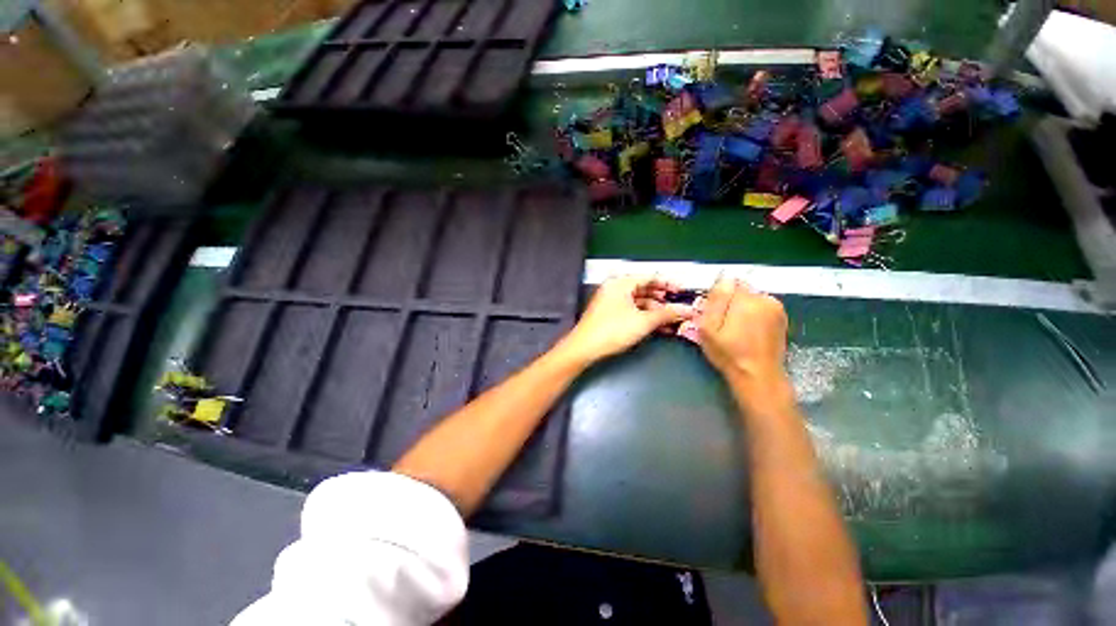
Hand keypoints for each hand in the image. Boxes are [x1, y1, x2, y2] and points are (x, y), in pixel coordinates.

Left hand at [559, 275, 694, 364]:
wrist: (584, 348)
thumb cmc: (612, 331)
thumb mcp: (643, 322)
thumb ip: (667, 314)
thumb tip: (687, 310)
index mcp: (621, 282)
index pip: (650, 277)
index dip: (668, 283)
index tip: (683, 291)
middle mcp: (615, 288)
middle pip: (644, 288)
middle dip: (663, 299)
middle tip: (680, 307)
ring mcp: (611, 301)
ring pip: (638, 301)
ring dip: (655, 310)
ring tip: (672, 320)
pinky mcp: (609, 313)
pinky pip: (631, 310)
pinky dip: (644, 316)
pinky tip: (658, 326)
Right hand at [698, 277, 790, 394]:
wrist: (758, 376)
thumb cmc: (728, 354)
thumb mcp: (708, 329)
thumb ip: (714, 301)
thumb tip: (723, 279)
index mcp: (746, 300)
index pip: (727, 283)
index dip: (716, 297)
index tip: (712, 313)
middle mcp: (765, 299)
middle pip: (740, 290)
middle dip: (729, 302)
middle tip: (723, 324)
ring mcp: (776, 308)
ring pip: (751, 298)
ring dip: (741, 308)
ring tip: (736, 330)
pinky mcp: (782, 317)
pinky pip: (761, 306)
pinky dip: (753, 314)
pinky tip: (749, 331)